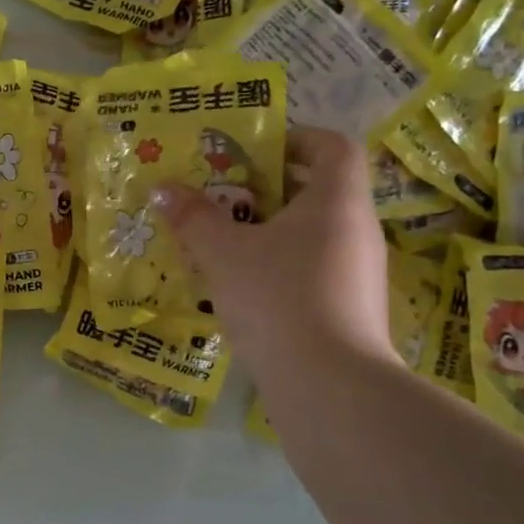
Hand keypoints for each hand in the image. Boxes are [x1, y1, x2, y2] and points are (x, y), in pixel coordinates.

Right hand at [155, 127, 394, 375]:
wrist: (329, 385)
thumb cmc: (277, 297)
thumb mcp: (223, 253)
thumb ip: (193, 217)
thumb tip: (163, 189)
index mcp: (336, 201)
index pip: (334, 147)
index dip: (299, 138)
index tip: (258, 150)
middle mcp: (357, 230)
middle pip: (322, 190)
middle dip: (272, 188)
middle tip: (227, 195)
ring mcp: (360, 274)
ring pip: (315, 234)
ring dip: (273, 231)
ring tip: (227, 243)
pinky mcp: (351, 310)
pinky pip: (315, 270)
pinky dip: (283, 267)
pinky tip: (246, 288)